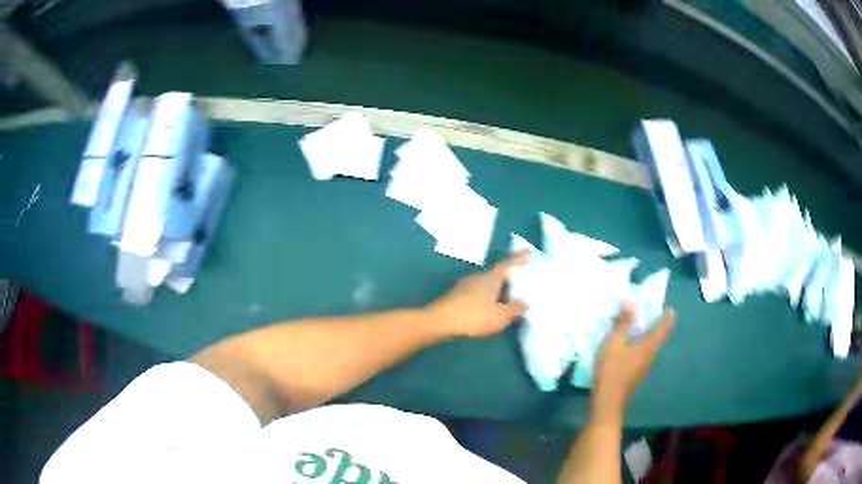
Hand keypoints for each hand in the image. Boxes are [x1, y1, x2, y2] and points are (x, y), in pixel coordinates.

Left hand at [426, 252, 529, 337]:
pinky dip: (488, 296)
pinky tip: (490, 306)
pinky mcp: (457, 296)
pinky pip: (478, 292)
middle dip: (509, 275)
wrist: (439, 322)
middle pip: (497, 273)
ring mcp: (465, 286)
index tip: (528, 251)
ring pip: (487, 283)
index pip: (508, 264)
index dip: (519, 258)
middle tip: (522, 278)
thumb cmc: (473, 316)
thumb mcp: (500, 316)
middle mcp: (478, 277)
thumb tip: (526, 300)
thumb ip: (515, 308)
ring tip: (509, 294)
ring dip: (498, 287)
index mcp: (491, 278)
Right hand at [592, 303, 674, 422]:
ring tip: (637, 324)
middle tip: (649, 311)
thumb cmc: (612, 369)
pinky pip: (642, 352)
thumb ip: (623, 323)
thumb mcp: (614, 342)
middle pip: (659, 335)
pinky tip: (628, 343)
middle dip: (656, 322)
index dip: (667, 315)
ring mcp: (644, 365)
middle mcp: (651, 354)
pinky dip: (639, 343)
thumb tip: (631, 303)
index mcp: (650, 344)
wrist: (607, 400)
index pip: (664, 326)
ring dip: (646, 333)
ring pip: (650, 344)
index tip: (668, 307)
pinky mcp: (636, 372)